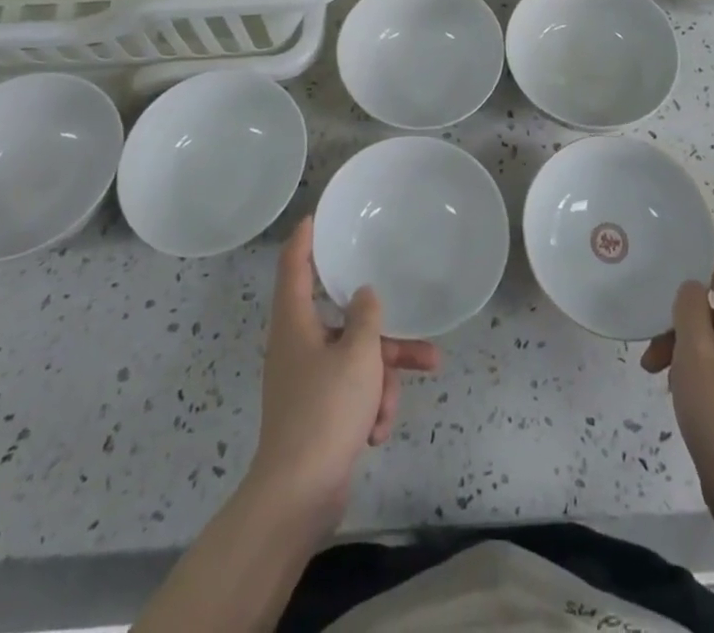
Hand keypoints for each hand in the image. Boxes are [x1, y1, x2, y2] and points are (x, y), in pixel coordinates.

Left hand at [247, 216, 439, 526]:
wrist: (298, 496)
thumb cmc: (325, 411)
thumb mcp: (358, 354)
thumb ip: (366, 316)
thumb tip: (364, 295)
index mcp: (295, 322)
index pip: (294, 265)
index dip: (305, 238)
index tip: (317, 216)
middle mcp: (298, 344)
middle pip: (344, 322)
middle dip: (383, 337)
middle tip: (418, 335)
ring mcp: (307, 380)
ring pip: (355, 361)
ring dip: (382, 381)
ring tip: (395, 409)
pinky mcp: (318, 412)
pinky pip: (352, 392)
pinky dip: (368, 407)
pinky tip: (376, 432)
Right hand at [641, 263, 713, 530]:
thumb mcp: (695, 353)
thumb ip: (689, 308)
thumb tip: (692, 287)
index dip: (687, 277)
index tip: (656, 293)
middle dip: (679, 326)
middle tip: (651, 354)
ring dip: (684, 352)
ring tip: (659, 378)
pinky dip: (700, 373)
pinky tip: (681, 396)